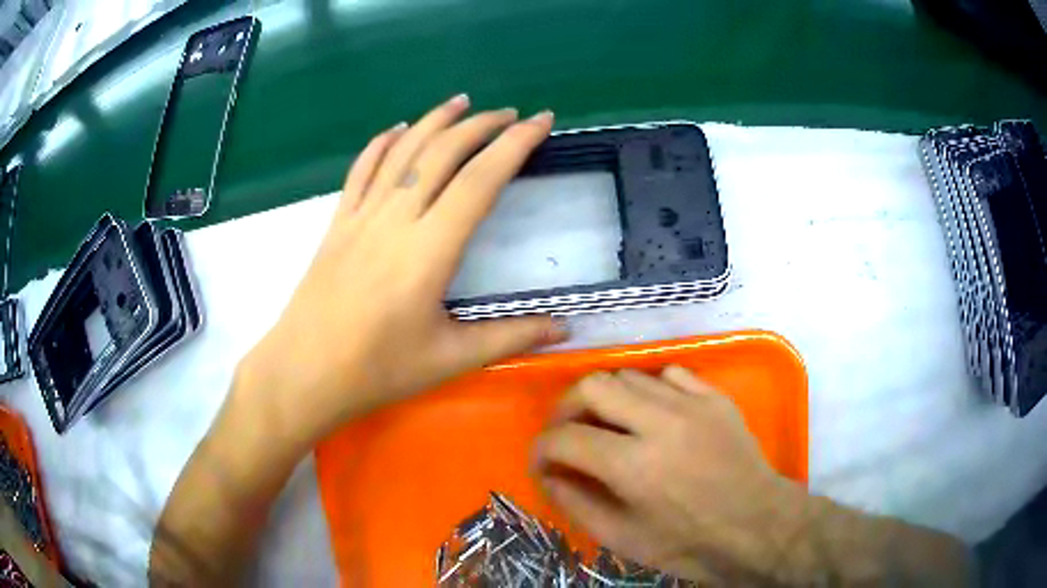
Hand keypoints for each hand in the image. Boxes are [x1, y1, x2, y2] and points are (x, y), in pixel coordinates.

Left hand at [241, 96, 566, 442]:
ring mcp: (361, 216)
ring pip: (402, 150)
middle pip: (442, 152)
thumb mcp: (450, 359)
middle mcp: (395, 219)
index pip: (480, 180)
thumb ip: (511, 337)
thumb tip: (565, 327)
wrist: (304, 372)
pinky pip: (362, 169)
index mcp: (429, 250)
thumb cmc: (377, 370)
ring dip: (435, 120)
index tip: (541, 121)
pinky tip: (398, 128)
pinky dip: (383, 142)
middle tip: (511, 113)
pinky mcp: (337, 223)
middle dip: (481, 124)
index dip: (515, 144)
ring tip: (462, 102)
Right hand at [531, 367, 806, 582]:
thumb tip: (548, 474)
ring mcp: (693, 404)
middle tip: (567, 434)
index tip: (542, 462)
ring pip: (628, 374)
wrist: (758, 528)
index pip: (566, 438)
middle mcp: (661, 423)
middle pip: (592, 385)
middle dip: (565, 408)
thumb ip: (576, 503)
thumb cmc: (689, 545)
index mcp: (635, 466)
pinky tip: (651, 415)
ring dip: (606, 399)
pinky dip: (648, 390)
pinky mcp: (715, 398)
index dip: (541, 449)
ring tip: (608, 426)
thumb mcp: (622, 539)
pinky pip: (669, 373)